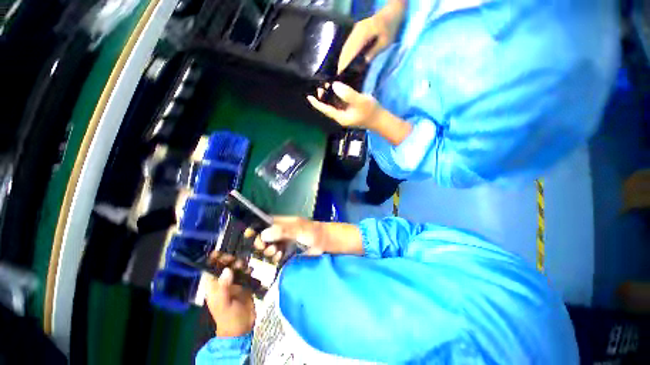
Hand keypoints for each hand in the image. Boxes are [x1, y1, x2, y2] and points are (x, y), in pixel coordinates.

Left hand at [205, 253, 254, 337]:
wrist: (242, 327)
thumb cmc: (228, 317)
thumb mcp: (223, 304)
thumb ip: (223, 287)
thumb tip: (227, 269)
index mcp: (213, 286)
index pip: (210, 269)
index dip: (213, 259)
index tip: (220, 251)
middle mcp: (223, 281)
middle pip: (224, 265)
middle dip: (229, 259)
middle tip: (236, 259)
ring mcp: (234, 281)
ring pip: (236, 266)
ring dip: (240, 263)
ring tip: (244, 265)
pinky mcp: (245, 282)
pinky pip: (246, 271)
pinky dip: (248, 268)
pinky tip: (250, 270)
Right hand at [254, 216, 324, 259]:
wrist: (323, 242)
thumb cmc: (311, 232)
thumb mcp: (298, 229)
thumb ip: (282, 231)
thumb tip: (263, 235)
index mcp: (282, 222)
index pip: (264, 222)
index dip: (255, 227)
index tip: (248, 235)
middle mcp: (280, 231)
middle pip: (264, 236)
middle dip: (262, 242)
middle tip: (265, 247)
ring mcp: (283, 241)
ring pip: (269, 246)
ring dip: (269, 251)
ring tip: (275, 252)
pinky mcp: (286, 251)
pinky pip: (275, 254)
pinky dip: (275, 257)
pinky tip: (279, 257)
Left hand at [307, 82, 382, 127]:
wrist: (380, 119)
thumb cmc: (370, 112)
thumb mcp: (359, 102)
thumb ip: (347, 94)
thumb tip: (334, 86)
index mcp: (340, 117)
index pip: (325, 110)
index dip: (317, 103)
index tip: (308, 97)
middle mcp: (340, 116)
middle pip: (327, 107)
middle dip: (323, 97)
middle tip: (321, 84)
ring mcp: (345, 114)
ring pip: (333, 104)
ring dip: (329, 95)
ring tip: (327, 84)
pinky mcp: (349, 111)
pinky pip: (339, 103)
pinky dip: (336, 96)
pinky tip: (337, 88)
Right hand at [337, 1, 404, 71]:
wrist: (391, 12)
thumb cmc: (390, 28)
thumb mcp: (385, 42)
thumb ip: (374, 51)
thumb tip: (364, 62)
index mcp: (364, 33)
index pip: (351, 50)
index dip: (345, 62)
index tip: (341, 72)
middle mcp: (357, 31)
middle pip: (346, 49)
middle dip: (341, 62)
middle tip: (339, 74)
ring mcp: (355, 30)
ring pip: (345, 46)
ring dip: (342, 58)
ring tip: (340, 70)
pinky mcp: (356, 31)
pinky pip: (348, 44)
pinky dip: (345, 53)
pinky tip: (345, 61)